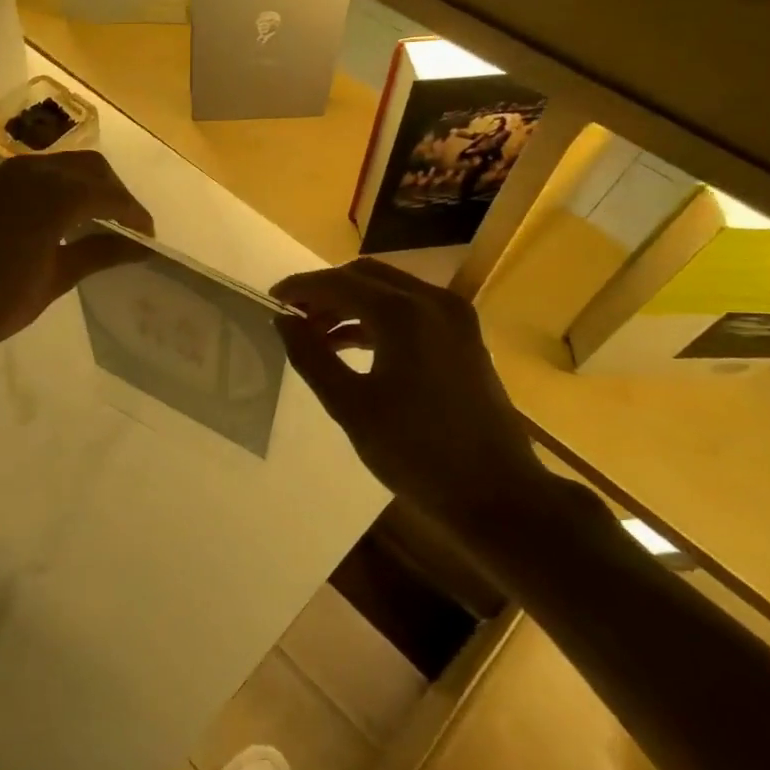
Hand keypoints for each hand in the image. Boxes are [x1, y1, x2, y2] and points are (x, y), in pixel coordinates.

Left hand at [0, 151, 153, 362]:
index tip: (147, 237)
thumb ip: (99, 252)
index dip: (134, 214)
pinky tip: (46, 221)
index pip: (110, 195)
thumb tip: (138, 245)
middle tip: (124, 225)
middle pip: (87, 167)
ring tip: (90, 221)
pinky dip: (47, 190)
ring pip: (55, 166)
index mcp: (55, 195)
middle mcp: (29, 172)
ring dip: (80, 186)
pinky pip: (24, 177)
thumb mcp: (55, 280)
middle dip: (112, 192)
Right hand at [272, 258, 555, 533]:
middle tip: (293, 317)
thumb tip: (283, 320)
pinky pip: (410, 308)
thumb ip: (311, 356)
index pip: (338, 283)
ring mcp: (453, 316)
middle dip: (325, 291)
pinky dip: (377, 316)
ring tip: (316, 334)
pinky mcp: (464, 336)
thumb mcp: (351, 406)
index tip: (270, 299)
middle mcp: (431, 301)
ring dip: (350, 303)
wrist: (498, 494)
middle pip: (364, 276)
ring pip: (389, 289)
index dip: (300, 288)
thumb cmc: (416, 452)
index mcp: (402, 313)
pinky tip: (352, 343)